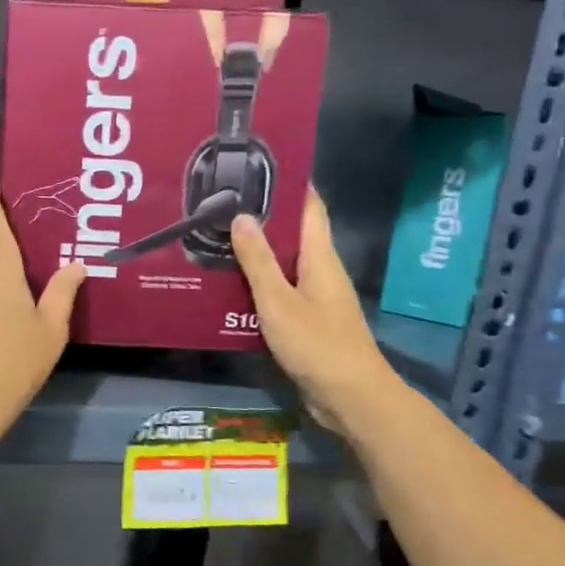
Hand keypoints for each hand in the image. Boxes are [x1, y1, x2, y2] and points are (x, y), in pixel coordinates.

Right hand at [231, 190, 399, 430]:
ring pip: (283, 265)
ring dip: (256, 254)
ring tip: (216, 242)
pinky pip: (279, 293)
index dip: (291, 186)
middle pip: (293, 235)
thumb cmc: (317, 343)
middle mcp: (321, 272)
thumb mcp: (279, 300)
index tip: (260, 168)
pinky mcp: (307, 323)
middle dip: (262, 219)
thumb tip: (242, 216)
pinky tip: (229, 288)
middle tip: (221, 206)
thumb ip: (258, 261)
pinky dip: (257, 285)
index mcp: (320, 258)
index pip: (310, 209)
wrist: (349, 397)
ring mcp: (316, 299)